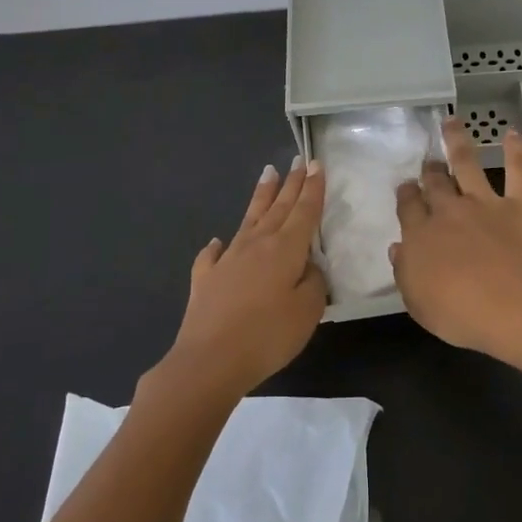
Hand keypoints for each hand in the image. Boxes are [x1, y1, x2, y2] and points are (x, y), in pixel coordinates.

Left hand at [156, 158, 328, 403]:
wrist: (209, 360)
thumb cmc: (268, 335)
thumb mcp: (308, 311)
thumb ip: (314, 282)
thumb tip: (307, 266)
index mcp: (285, 249)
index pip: (304, 211)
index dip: (312, 188)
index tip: (316, 164)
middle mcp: (256, 245)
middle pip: (278, 208)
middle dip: (290, 184)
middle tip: (297, 161)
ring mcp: (227, 260)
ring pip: (249, 220)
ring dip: (260, 197)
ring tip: (267, 174)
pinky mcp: (206, 279)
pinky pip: (213, 255)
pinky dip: (218, 246)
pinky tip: (218, 242)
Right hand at [390, 118, 521, 358]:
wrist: (512, 306)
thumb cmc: (460, 314)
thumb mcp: (418, 303)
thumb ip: (405, 272)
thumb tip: (398, 248)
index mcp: (420, 235)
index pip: (408, 207)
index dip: (406, 195)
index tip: (406, 188)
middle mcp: (448, 211)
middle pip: (434, 183)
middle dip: (429, 171)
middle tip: (428, 164)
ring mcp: (483, 203)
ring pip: (466, 163)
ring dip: (457, 140)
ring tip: (452, 122)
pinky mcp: (518, 204)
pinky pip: (517, 171)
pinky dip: (516, 151)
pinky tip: (513, 133)